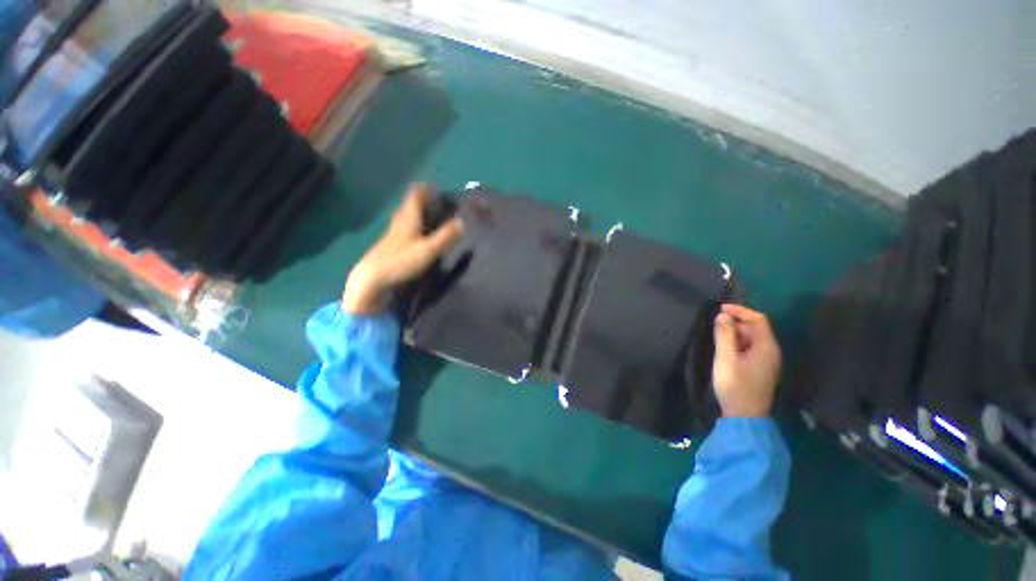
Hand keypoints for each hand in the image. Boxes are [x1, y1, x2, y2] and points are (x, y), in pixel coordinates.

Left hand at [342, 184, 464, 313]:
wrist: (372, 278)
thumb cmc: (401, 261)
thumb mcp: (428, 250)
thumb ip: (445, 236)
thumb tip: (462, 222)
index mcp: (408, 218)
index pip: (415, 195)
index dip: (426, 189)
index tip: (438, 188)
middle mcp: (399, 221)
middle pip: (410, 205)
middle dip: (424, 201)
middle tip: (439, 204)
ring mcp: (393, 233)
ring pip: (407, 217)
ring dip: (418, 213)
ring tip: (433, 217)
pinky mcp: (391, 245)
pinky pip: (405, 228)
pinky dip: (415, 226)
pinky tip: (421, 236)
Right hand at [711, 304, 781, 417]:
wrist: (745, 415)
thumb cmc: (735, 385)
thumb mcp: (726, 358)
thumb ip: (724, 335)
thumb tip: (723, 316)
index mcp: (766, 347)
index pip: (758, 319)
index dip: (740, 311)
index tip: (721, 309)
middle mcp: (770, 352)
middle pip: (755, 328)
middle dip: (735, 324)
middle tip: (715, 327)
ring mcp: (766, 361)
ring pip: (751, 339)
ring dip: (734, 334)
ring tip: (717, 339)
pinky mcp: (759, 369)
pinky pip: (749, 349)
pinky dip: (736, 344)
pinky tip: (724, 350)